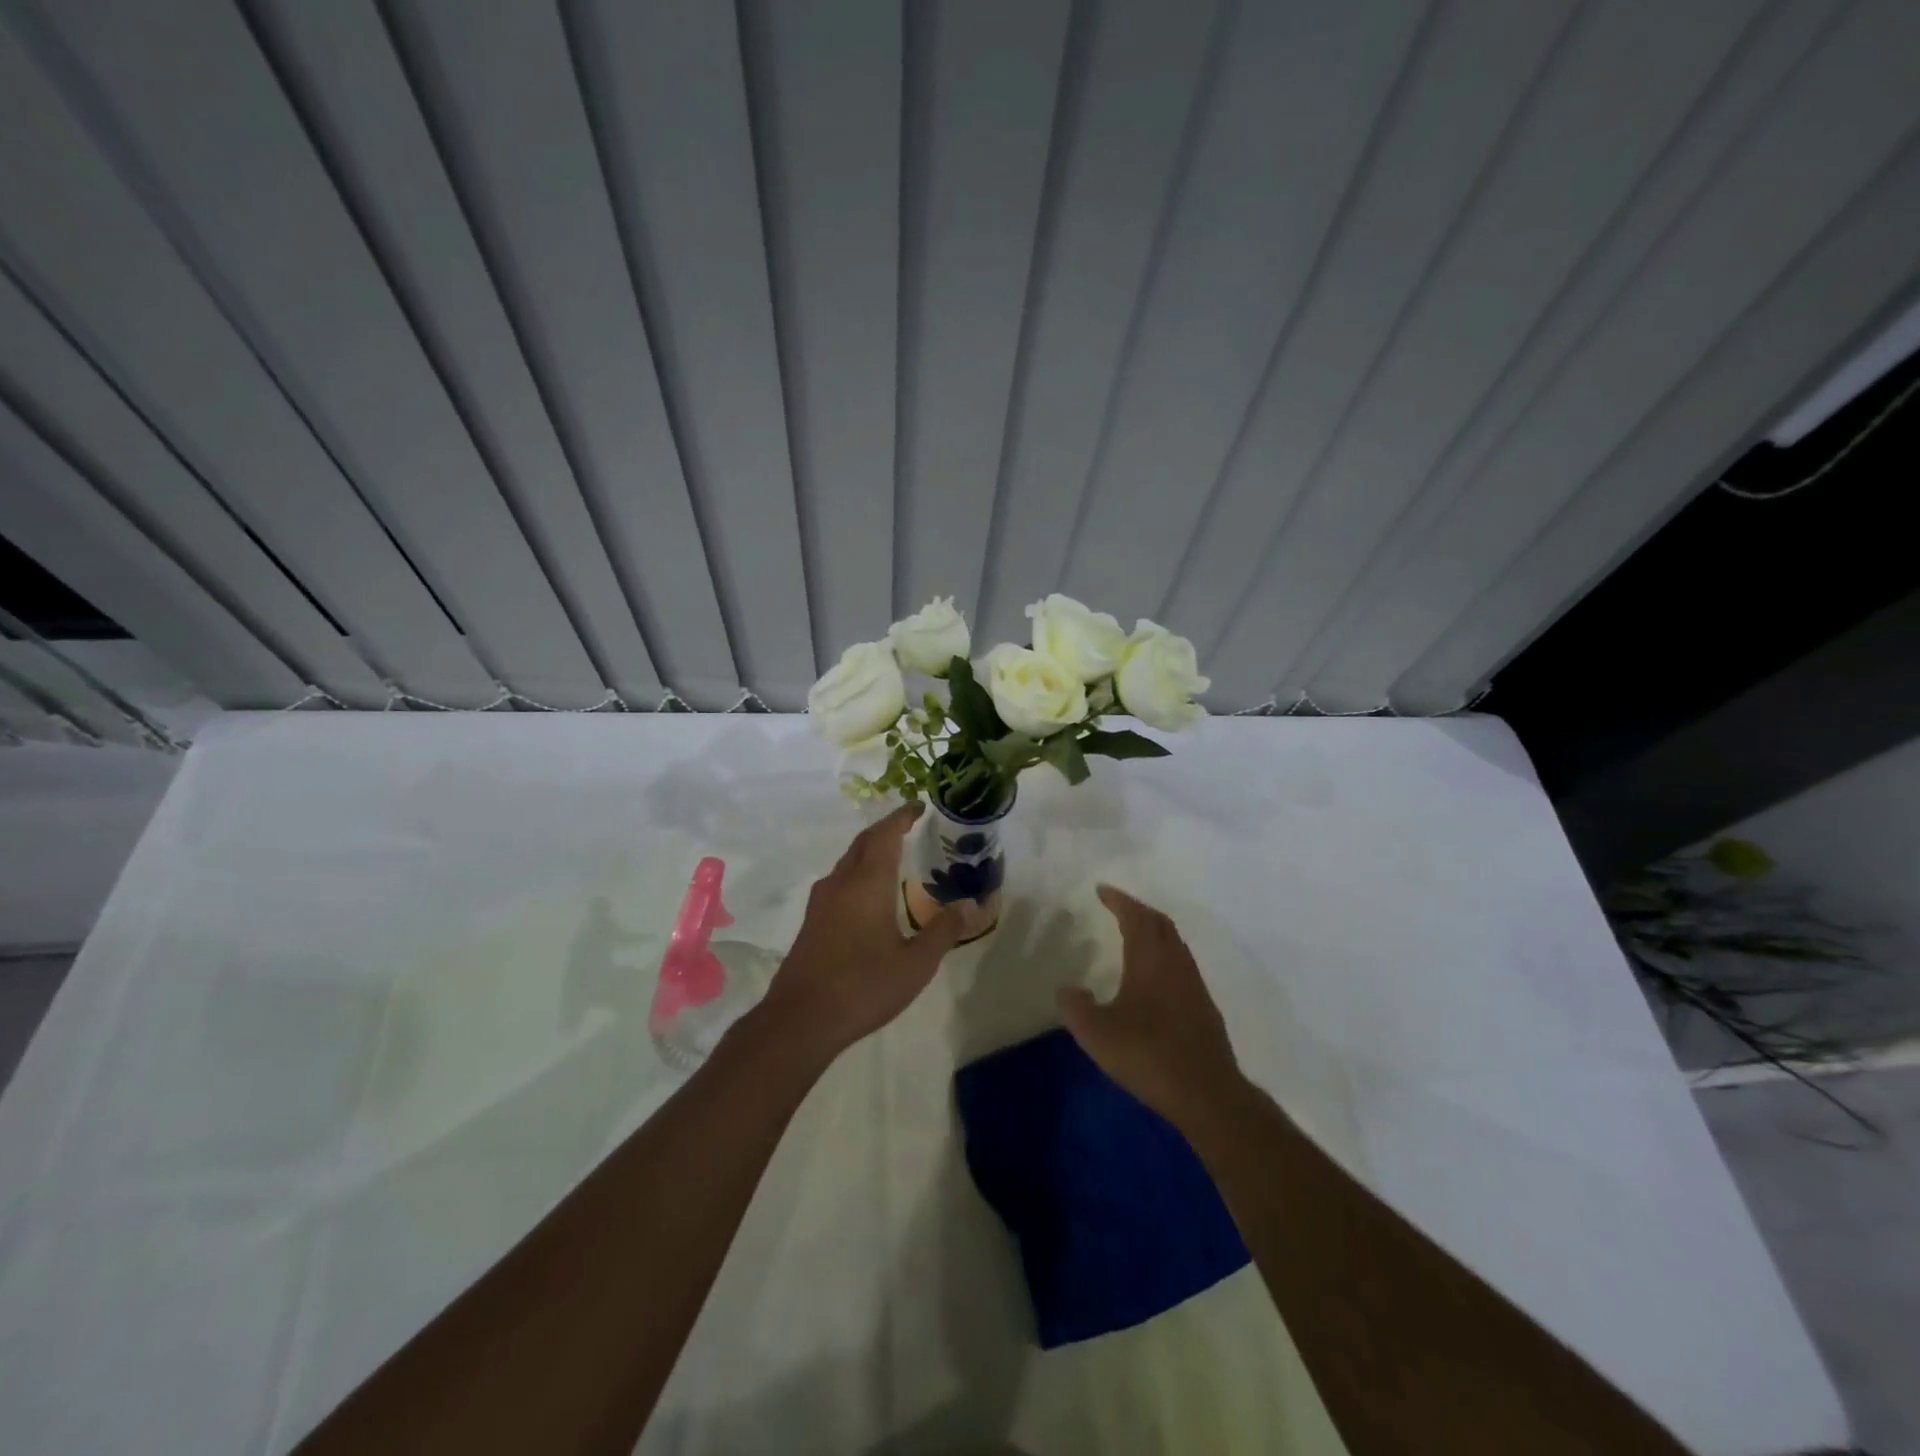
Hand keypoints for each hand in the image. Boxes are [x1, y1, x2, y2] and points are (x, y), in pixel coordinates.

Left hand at [757, 805, 971, 1064]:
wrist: (801, 1020)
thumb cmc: (863, 986)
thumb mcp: (916, 964)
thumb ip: (944, 931)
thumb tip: (971, 906)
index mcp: (867, 883)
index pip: (884, 835)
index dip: (901, 817)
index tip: (918, 807)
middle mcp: (841, 883)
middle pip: (863, 843)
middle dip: (886, 830)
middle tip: (910, 827)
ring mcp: (821, 902)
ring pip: (848, 863)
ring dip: (870, 852)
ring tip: (894, 857)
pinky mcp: (812, 922)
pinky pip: (839, 882)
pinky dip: (859, 873)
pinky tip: (870, 896)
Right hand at [1057, 885, 1243, 1124]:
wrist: (1207, 1093)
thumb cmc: (1149, 1054)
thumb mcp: (1097, 1033)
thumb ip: (1075, 1007)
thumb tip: (1067, 989)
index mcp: (1150, 959)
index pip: (1135, 917)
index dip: (1119, 900)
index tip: (1102, 890)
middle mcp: (1175, 963)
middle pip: (1160, 923)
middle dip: (1137, 909)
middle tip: (1117, 906)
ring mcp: (1194, 984)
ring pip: (1174, 943)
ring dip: (1154, 930)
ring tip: (1134, 934)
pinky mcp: (1203, 1006)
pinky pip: (1181, 963)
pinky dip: (1164, 953)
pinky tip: (1154, 975)